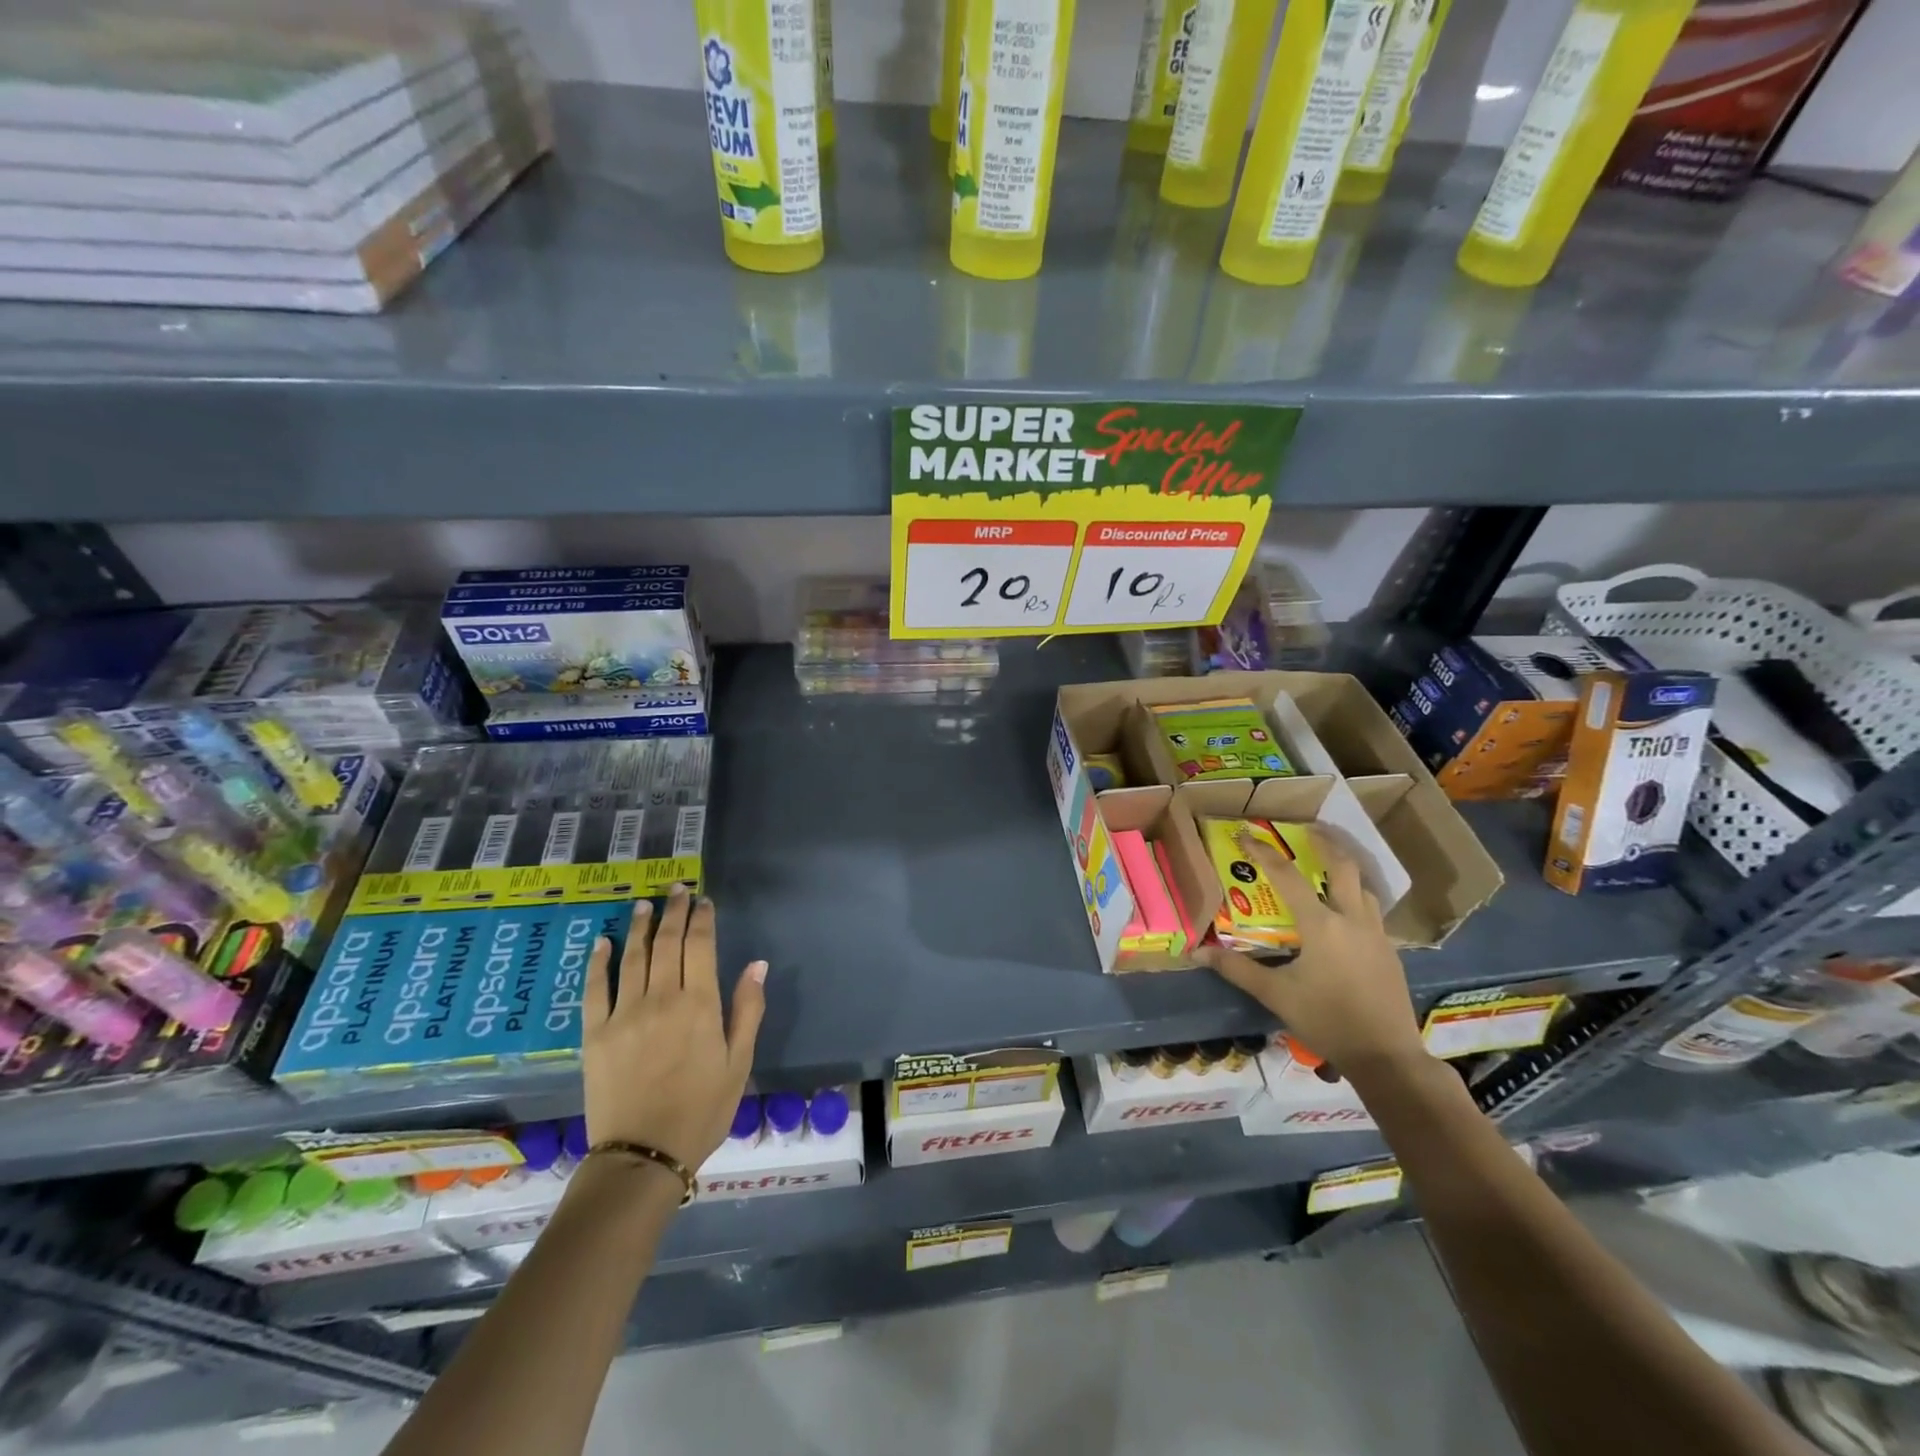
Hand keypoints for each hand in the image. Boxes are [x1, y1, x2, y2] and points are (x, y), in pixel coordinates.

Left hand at [582, 887, 766, 1172]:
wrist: (643, 1156)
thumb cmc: (702, 1110)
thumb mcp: (739, 1063)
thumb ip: (748, 1009)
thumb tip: (757, 964)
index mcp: (700, 1005)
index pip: (701, 946)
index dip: (702, 919)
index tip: (703, 901)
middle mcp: (662, 999)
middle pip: (667, 943)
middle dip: (673, 911)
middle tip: (676, 890)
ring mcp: (625, 1014)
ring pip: (633, 957)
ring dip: (640, 926)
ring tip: (644, 904)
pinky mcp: (595, 1033)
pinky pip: (595, 988)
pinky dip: (599, 961)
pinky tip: (603, 942)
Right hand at [1200, 828, 1427, 1079]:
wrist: (1386, 1056)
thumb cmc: (1326, 1020)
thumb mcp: (1275, 995)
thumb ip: (1237, 969)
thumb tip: (1197, 951)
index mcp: (1321, 924)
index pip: (1287, 876)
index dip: (1264, 852)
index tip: (1247, 834)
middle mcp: (1352, 919)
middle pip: (1342, 866)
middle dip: (1325, 843)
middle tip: (1307, 830)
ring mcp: (1376, 934)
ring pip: (1363, 887)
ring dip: (1344, 870)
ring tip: (1326, 865)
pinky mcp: (1389, 951)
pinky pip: (1371, 911)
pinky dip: (1355, 897)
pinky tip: (1345, 913)